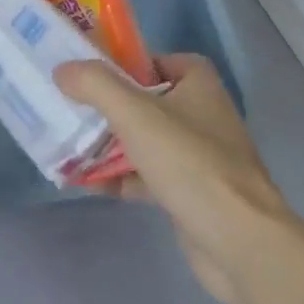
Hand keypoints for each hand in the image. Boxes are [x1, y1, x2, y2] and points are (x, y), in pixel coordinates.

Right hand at [56, 54, 291, 303]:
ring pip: (146, 141)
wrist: (240, 242)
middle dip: (112, 107)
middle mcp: (203, 117)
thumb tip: (62, 70)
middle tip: (75, 108)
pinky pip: (149, 177)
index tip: (101, 73)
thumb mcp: (135, 114)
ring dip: (111, 145)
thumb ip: (96, 85)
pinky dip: (121, 178)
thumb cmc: (191, 163)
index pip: (167, 61)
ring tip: (71, 146)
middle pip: (150, 102)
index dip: (135, 63)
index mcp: (200, 87)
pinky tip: (90, 184)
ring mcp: (199, 159)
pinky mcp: (192, 195)